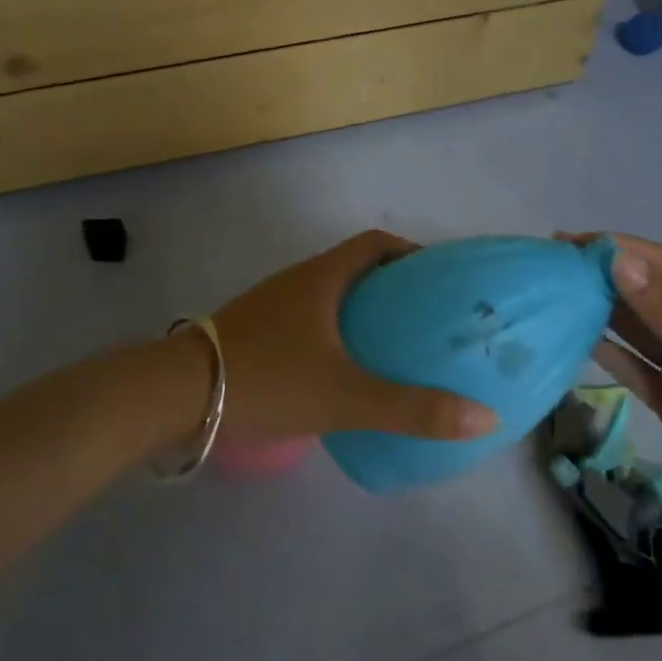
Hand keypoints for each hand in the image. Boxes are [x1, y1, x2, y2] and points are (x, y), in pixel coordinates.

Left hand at [210, 230, 497, 446]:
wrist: (175, 395)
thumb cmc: (266, 379)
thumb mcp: (345, 397)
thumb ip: (413, 409)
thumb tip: (485, 417)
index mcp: (322, 278)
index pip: (376, 244)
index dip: (412, 253)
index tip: (441, 280)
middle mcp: (298, 282)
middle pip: (356, 269)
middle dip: (394, 288)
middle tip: (428, 321)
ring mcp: (273, 307)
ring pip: (331, 298)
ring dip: (364, 314)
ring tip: (397, 348)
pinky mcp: (257, 334)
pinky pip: (310, 323)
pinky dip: (336, 336)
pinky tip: (346, 373)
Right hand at [564, 232, 661, 552]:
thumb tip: (618, 261)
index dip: (625, 250)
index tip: (576, 241)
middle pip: (648, 296)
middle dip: (606, 279)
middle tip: (553, 266)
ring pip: (637, 332)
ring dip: (601, 313)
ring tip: (556, 296)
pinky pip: (635, 370)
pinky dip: (608, 355)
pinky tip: (576, 338)